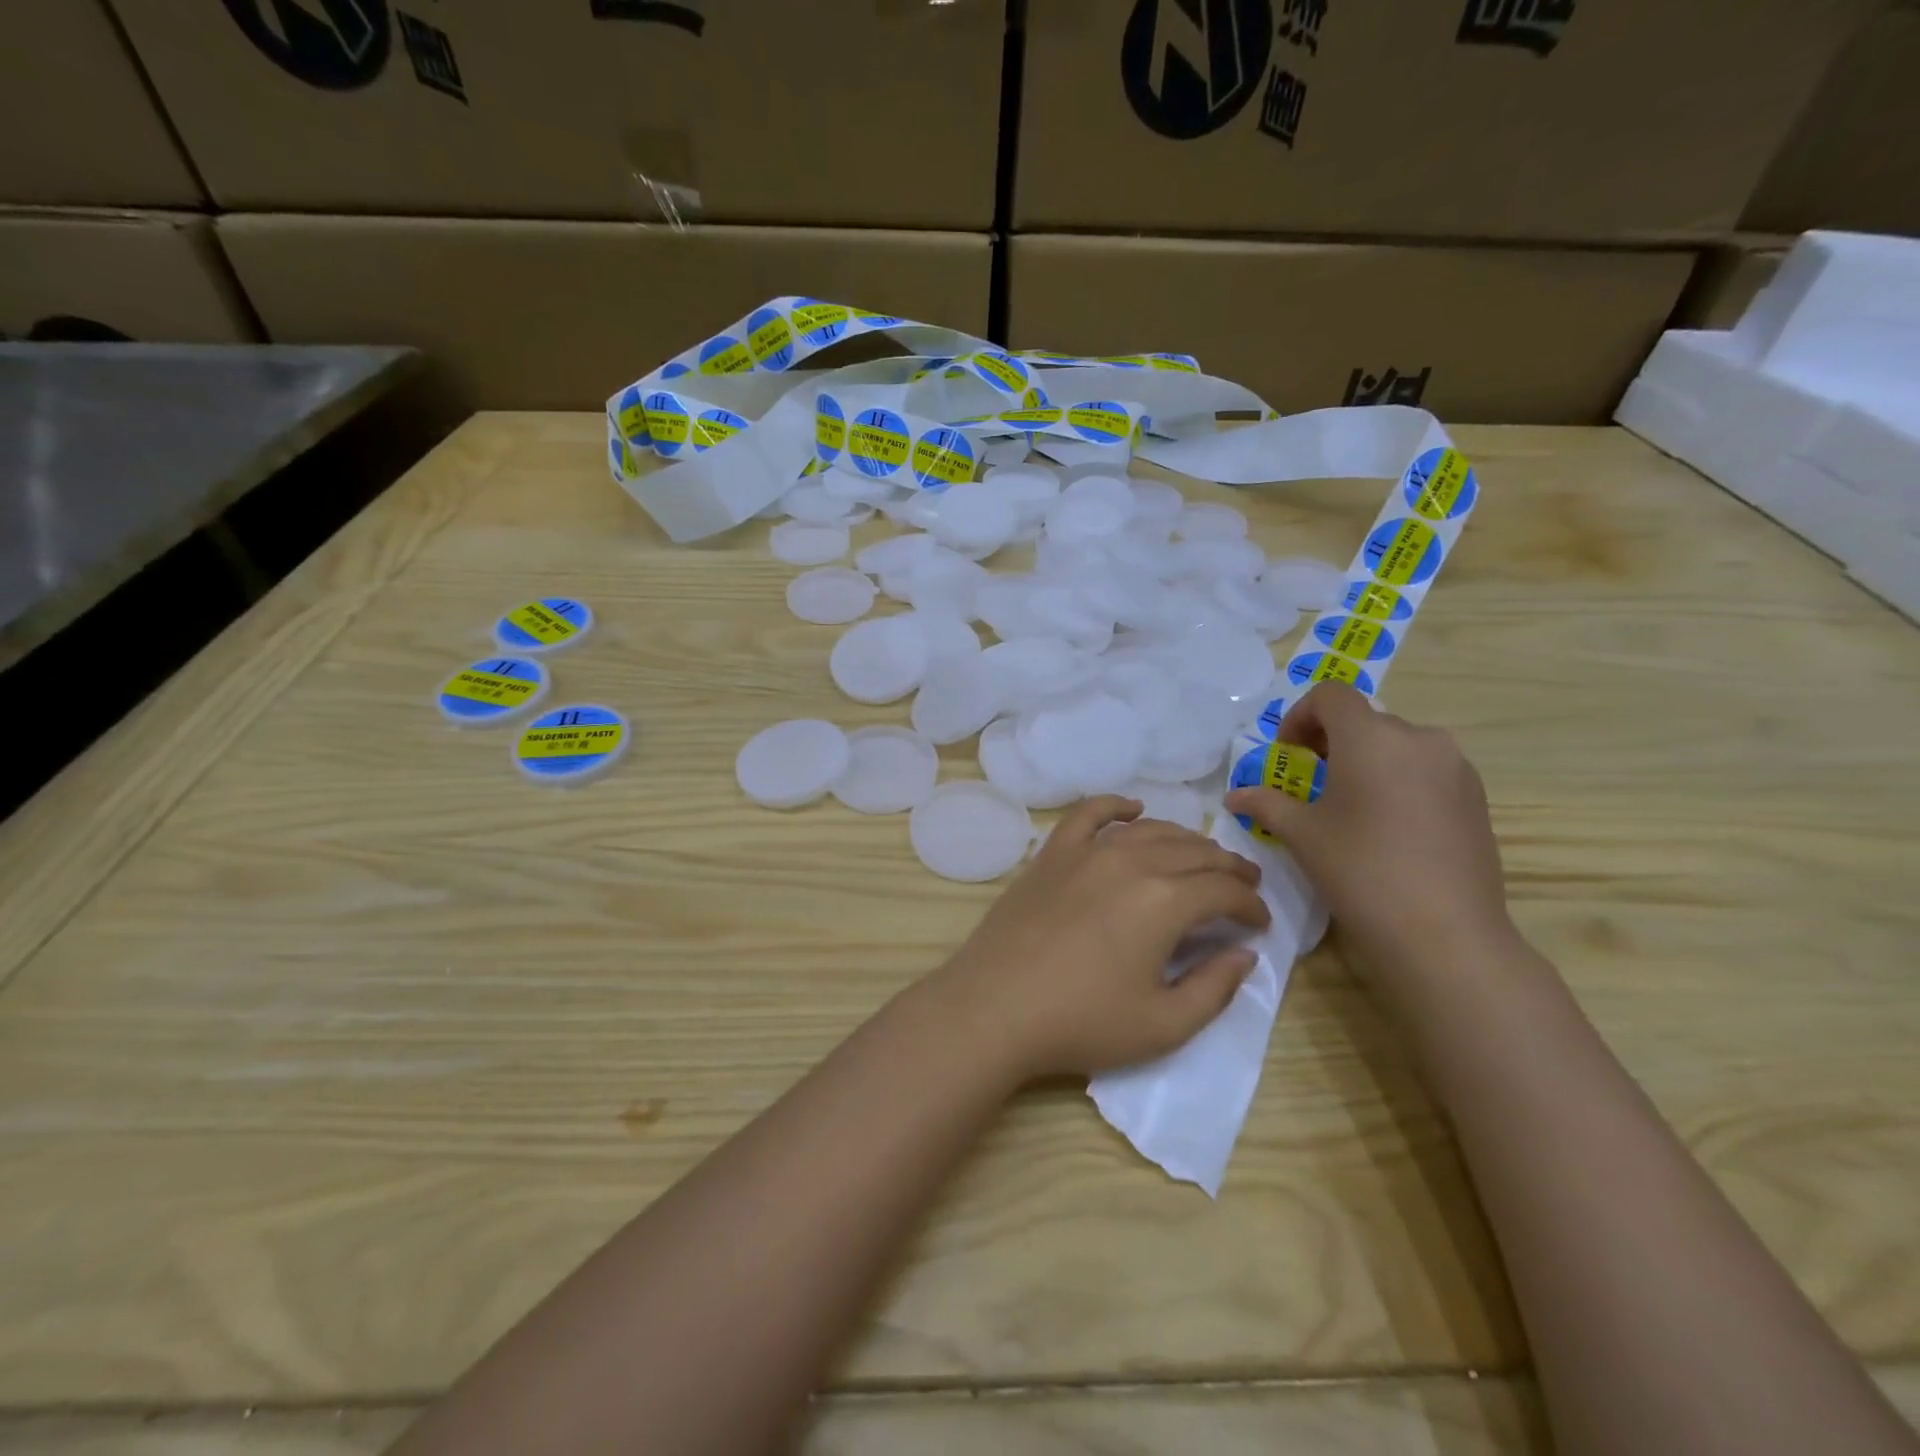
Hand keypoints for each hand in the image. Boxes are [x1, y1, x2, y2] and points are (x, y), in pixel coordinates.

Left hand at [933, 796, 1270, 1080]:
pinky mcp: (1052, 853)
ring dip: (1185, 840)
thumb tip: (1244, 955)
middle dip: (1227, 868)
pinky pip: (1089, 814)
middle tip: (1242, 885)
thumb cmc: (1081, 1022)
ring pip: (1149, 831)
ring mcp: (1087, 852)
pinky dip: (1116, 806)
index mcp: (1164, 901)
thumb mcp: (1163, 1025)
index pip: (1223, 892)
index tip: (1260, 924)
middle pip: (1193, 853)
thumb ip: (1214, 989)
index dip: (1250, 906)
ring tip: (1202, 855)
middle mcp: (1130, 862)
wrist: (994, 1008)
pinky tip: (1133, 809)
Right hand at [1224, 683, 1514, 980]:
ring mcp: (1455, 766)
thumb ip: (1266, 804)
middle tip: (1311, 779)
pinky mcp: (1477, 796)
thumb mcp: (1302, 835)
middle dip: (1332, 741)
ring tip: (1350, 804)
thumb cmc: (1360, 870)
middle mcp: (1419, 738)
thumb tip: (1235, 796)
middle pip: (1365, 719)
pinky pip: (1427, 769)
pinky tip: (1388, 825)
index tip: (1288, 753)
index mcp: (1371, 737)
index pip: (1330, 696)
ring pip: (1398, 744)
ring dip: (1367, 759)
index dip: (1300, 716)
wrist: (1443, 932)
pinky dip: (1399, 779)